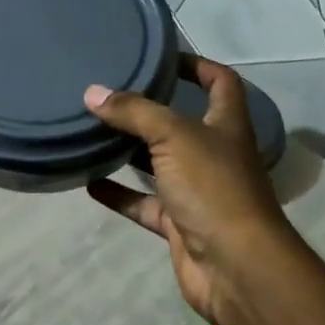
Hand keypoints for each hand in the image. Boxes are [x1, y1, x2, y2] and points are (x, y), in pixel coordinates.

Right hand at [85, 57, 306, 324]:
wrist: (236, 267)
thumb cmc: (213, 187)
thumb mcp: (173, 137)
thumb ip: (134, 113)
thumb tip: (93, 92)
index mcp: (226, 124)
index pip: (220, 82)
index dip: (197, 65)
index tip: (161, 57)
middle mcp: (214, 153)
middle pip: (182, 123)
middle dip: (150, 109)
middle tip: (110, 93)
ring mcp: (197, 191)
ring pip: (160, 164)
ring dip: (131, 151)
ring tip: (93, 132)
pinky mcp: (180, 224)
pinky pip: (145, 204)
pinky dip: (121, 194)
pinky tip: (89, 183)